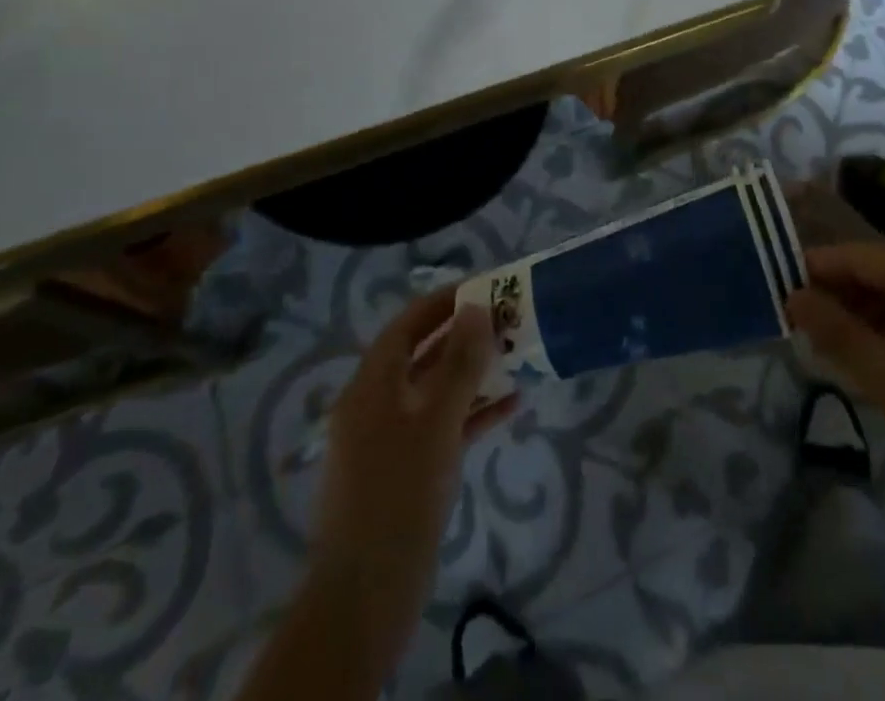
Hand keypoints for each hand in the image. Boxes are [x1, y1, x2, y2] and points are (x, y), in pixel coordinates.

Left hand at [309, 288, 516, 681]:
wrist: (366, 598)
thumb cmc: (399, 495)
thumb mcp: (436, 422)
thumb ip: (459, 363)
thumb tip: (476, 307)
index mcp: (372, 386)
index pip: (407, 325)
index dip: (443, 302)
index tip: (485, 286)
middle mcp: (377, 406)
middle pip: (423, 355)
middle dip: (465, 336)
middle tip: (509, 319)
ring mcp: (391, 441)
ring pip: (436, 392)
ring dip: (474, 374)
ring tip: (518, 357)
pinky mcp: (407, 473)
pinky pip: (443, 427)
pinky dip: (473, 413)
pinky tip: (511, 406)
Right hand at [786, 240, 884, 511]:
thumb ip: (835, 330)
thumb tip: (791, 297)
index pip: (858, 257)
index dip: (815, 271)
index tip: (777, 290)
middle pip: (874, 273)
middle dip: (836, 298)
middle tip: (797, 327)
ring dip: (856, 317)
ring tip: (821, 346)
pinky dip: (882, 331)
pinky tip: (859, 356)